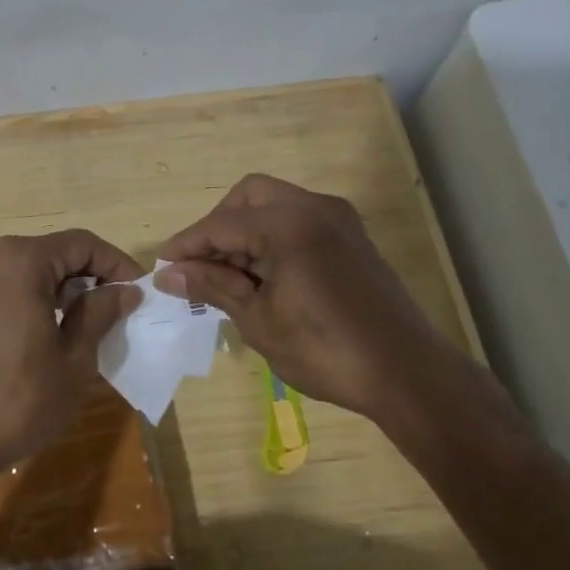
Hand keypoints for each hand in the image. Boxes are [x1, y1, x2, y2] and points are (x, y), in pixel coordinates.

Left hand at [0, 230, 143, 483]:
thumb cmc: (16, 401)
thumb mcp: (73, 360)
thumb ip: (100, 314)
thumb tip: (124, 291)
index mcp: (19, 261)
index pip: (82, 244)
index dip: (117, 264)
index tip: (140, 291)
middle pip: (52, 255)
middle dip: (89, 278)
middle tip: (118, 310)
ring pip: (26, 273)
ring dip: (60, 292)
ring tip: (87, 326)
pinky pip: (3, 292)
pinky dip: (31, 303)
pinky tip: (46, 338)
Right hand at [155, 174, 460, 425]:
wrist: (406, 372)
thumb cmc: (325, 349)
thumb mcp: (259, 320)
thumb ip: (213, 286)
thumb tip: (169, 274)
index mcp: (288, 223)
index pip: (221, 224)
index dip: (187, 244)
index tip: (163, 266)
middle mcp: (314, 207)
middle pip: (249, 196)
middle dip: (218, 225)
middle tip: (200, 265)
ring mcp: (338, 220)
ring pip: (276, 204)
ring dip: (246, 231)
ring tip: (228, 276)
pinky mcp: (352, 238)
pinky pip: (299, 221)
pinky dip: (273, 237)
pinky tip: (262, 276)